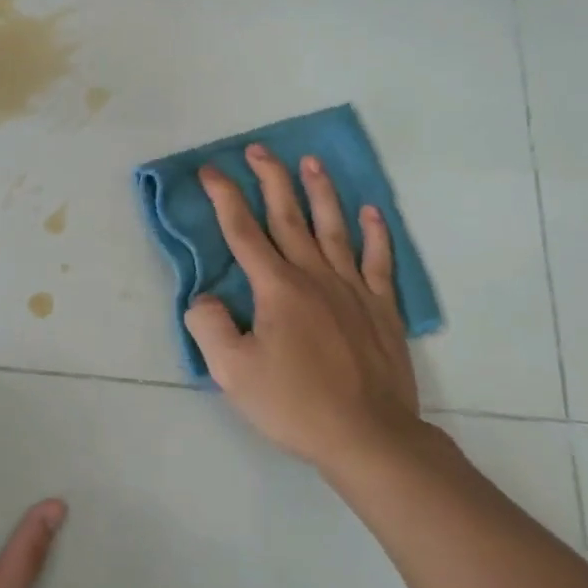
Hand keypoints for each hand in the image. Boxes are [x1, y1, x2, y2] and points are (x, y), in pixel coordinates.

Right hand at [184, 145, 429, 477]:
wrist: (369, 438)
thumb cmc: (295, 404)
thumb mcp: (233, 373)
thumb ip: (210, 326)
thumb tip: (205, 298)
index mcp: (277, 288)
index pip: (243, 231)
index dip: (223, 197)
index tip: (209, 170)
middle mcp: (314, 276)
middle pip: (288, 217)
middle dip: (270, 179)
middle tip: (258, 149)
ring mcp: (353, 289)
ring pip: (333, 228)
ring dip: (320, 192)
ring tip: (312, 162)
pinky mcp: (382, 309)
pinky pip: (378, 262)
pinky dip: (376, 234)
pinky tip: (372, 213)